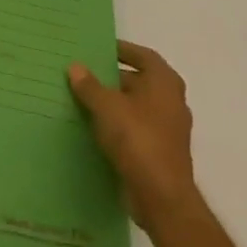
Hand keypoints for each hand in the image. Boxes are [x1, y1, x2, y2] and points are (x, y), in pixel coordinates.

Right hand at [68, 41, 197, 232]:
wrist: (162, 197)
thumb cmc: (138, 139)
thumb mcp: (106, 106)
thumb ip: (89, 85)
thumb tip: (75, 67)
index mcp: (164, 82)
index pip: (143, 55)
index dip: (123, 50)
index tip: (100, 48)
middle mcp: (171, 102)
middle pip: (139, 81)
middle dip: (113, 78)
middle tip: (85, 75)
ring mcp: (168, 130)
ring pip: (137, 108)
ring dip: (115, 104)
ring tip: (84, 100)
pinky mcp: (161, 153)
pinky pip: (136, 131)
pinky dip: (119, 127)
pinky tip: (95, 129)